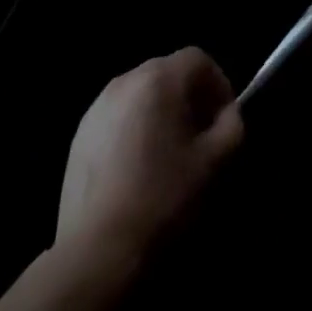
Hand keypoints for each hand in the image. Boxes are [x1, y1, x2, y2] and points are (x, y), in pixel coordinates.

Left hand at [56, 47, 242, 256]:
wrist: (97, 251)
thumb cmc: (162, 198)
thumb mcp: (214, 162)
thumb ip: (231, 125)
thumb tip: (227, 114)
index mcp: (159, 79)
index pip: (198, 59)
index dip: (218, 84)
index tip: (223, 119)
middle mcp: (126, 80)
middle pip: (169, 72)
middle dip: (190, 97)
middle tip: (200, 136)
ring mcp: (97, 107)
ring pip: (142, 94)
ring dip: (161, 112)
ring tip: (168, 154)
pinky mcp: (79, 134)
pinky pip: (119, 116)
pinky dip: (134, 129)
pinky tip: (137, 170)